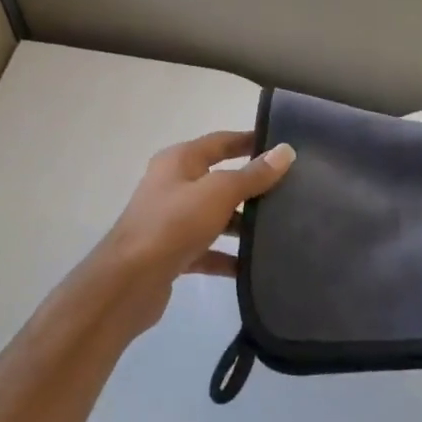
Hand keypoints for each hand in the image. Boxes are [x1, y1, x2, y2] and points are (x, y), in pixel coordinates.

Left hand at [100, 131, 294, 333]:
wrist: (130, 280)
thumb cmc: (173, 224)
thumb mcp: (218, 193)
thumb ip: (252, 175)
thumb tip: (285, 151)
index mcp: (179, 161)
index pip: (221, 142)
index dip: (250, 141)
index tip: (283, 147)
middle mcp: (173, 186)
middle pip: (220, 180)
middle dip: (252, 186)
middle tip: (291, 191)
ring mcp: (172, 221)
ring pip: (216, 217)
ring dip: (243, 224)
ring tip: (280, 230)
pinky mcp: (174, 253)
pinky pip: (209, 250)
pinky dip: (229, 256)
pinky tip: (254, 265)